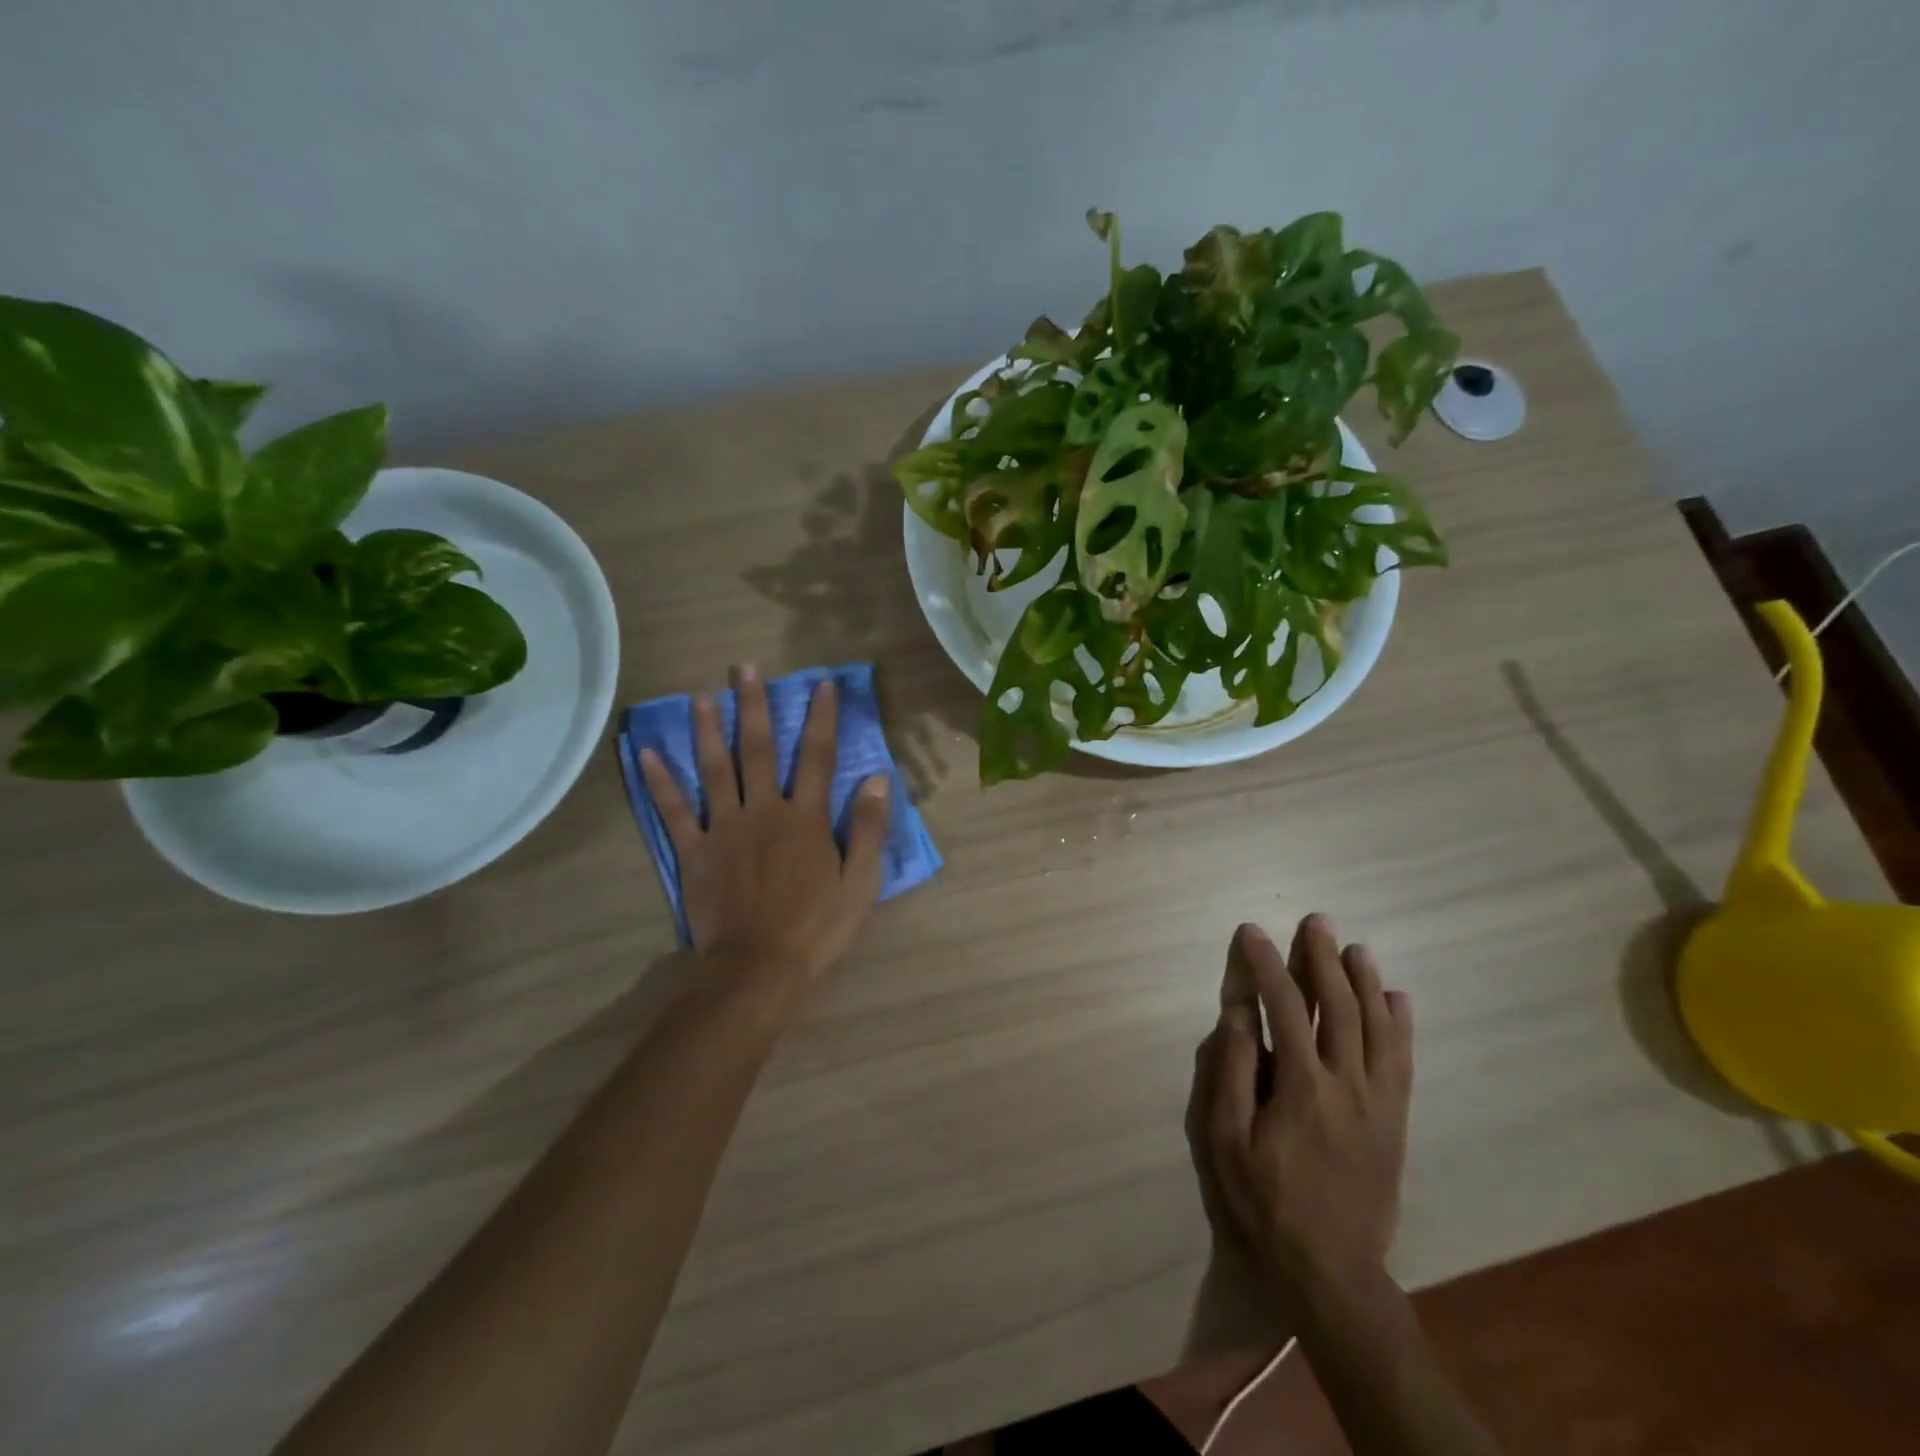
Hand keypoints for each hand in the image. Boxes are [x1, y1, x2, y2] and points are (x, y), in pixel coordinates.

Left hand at [638, 665, 890, 982]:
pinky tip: (646, 755)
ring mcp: (724, 828)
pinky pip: (674, 811)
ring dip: (707, 730)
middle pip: (758, 749)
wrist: (759, 968)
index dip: (821, 718)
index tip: (821, 684)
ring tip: (701, 696)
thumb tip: (876, 778)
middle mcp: (763, 810)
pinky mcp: (694, 851)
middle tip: (744, 669)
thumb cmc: (817, 927)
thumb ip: (868, 828)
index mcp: (805, 817)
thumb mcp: (861, 882)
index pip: (816, 756)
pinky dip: (659, 783)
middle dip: (753, 706)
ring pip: (714, 769)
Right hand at [1191, 915, 1413, 1310]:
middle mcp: (1348, 1084)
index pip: (1283, 1007)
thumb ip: (1233, 1071)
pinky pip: (1403, 1060)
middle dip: (1323, 958)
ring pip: (1376, 1026)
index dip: (1266, 965)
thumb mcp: (1228, 1139)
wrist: (1332, 1267)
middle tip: (1316, 921)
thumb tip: (1237, 1013)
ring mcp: (1380, 1100)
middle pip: (1338, 1005)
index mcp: (1302, 1087)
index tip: (1252, 932)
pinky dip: (1400, 1023)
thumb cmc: (1266, 1200)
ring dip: (1364, 981)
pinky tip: (1396, 998)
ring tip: (1354, 947)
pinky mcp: (1397, 1118)